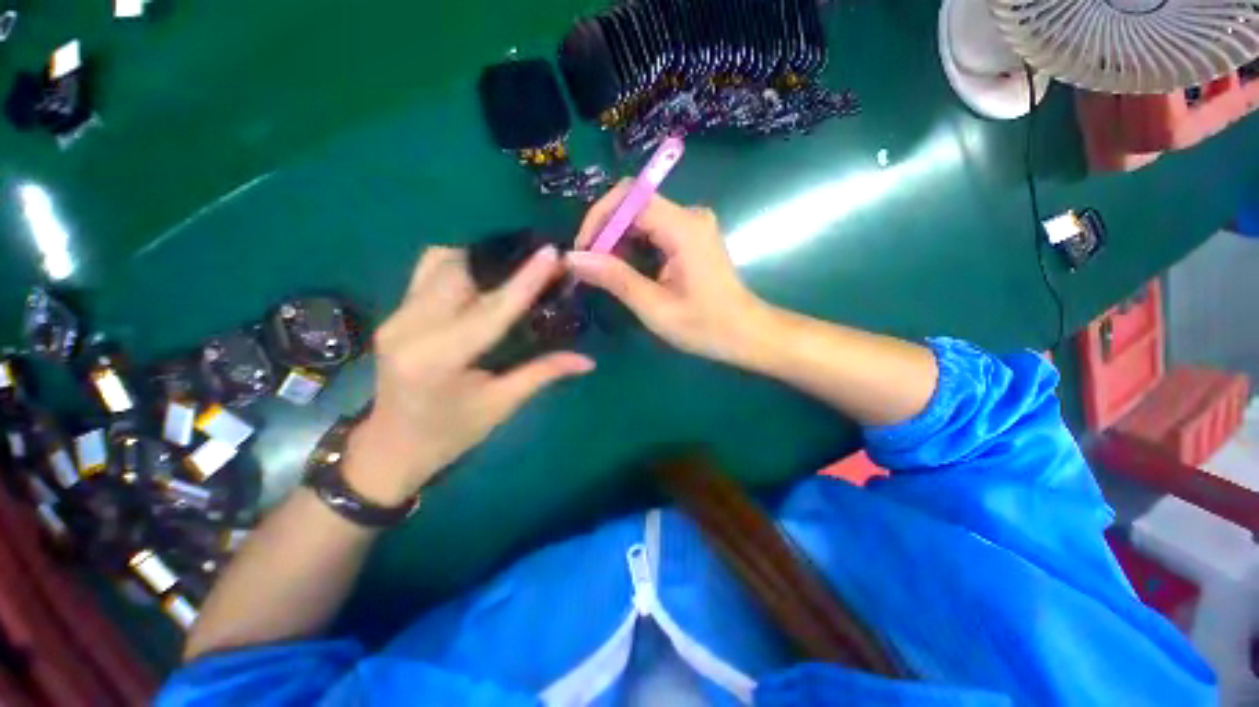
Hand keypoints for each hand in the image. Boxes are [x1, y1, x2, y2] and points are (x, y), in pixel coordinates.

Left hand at [344, 246, 593, 505]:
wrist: (392, 447)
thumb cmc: (451, 433)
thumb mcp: (501, 405)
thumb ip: (543, 373)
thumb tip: (588, 360)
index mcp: (439, 358)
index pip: (491, 309)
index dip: (526, 280)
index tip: (552, 254)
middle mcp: (410, 328)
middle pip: (458, 271)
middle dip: (501, 260)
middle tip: (538, 260)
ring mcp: (396, 317)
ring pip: (438, 264)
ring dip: (478, 259)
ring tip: (512, 267)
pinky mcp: (394, 314)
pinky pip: (427, 274)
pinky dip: (458, 266)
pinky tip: (482, 278)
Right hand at [566, 181, 773, 363]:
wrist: (745, 333)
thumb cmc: (704, 326)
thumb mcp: (655, 307)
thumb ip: (615, 279)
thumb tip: (574, 258)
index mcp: (683, 228)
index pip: (629, 197)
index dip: (599, 218)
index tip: (583, 251)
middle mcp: (689, 216)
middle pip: (634, 204)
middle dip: (605, 232)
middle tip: (589, 267)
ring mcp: (692, 225)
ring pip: (641, 218)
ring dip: (617, 242)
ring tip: (604, 274)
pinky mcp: (691, 237)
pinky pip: (653, 230)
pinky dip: (634, 247)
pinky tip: (627, 272)